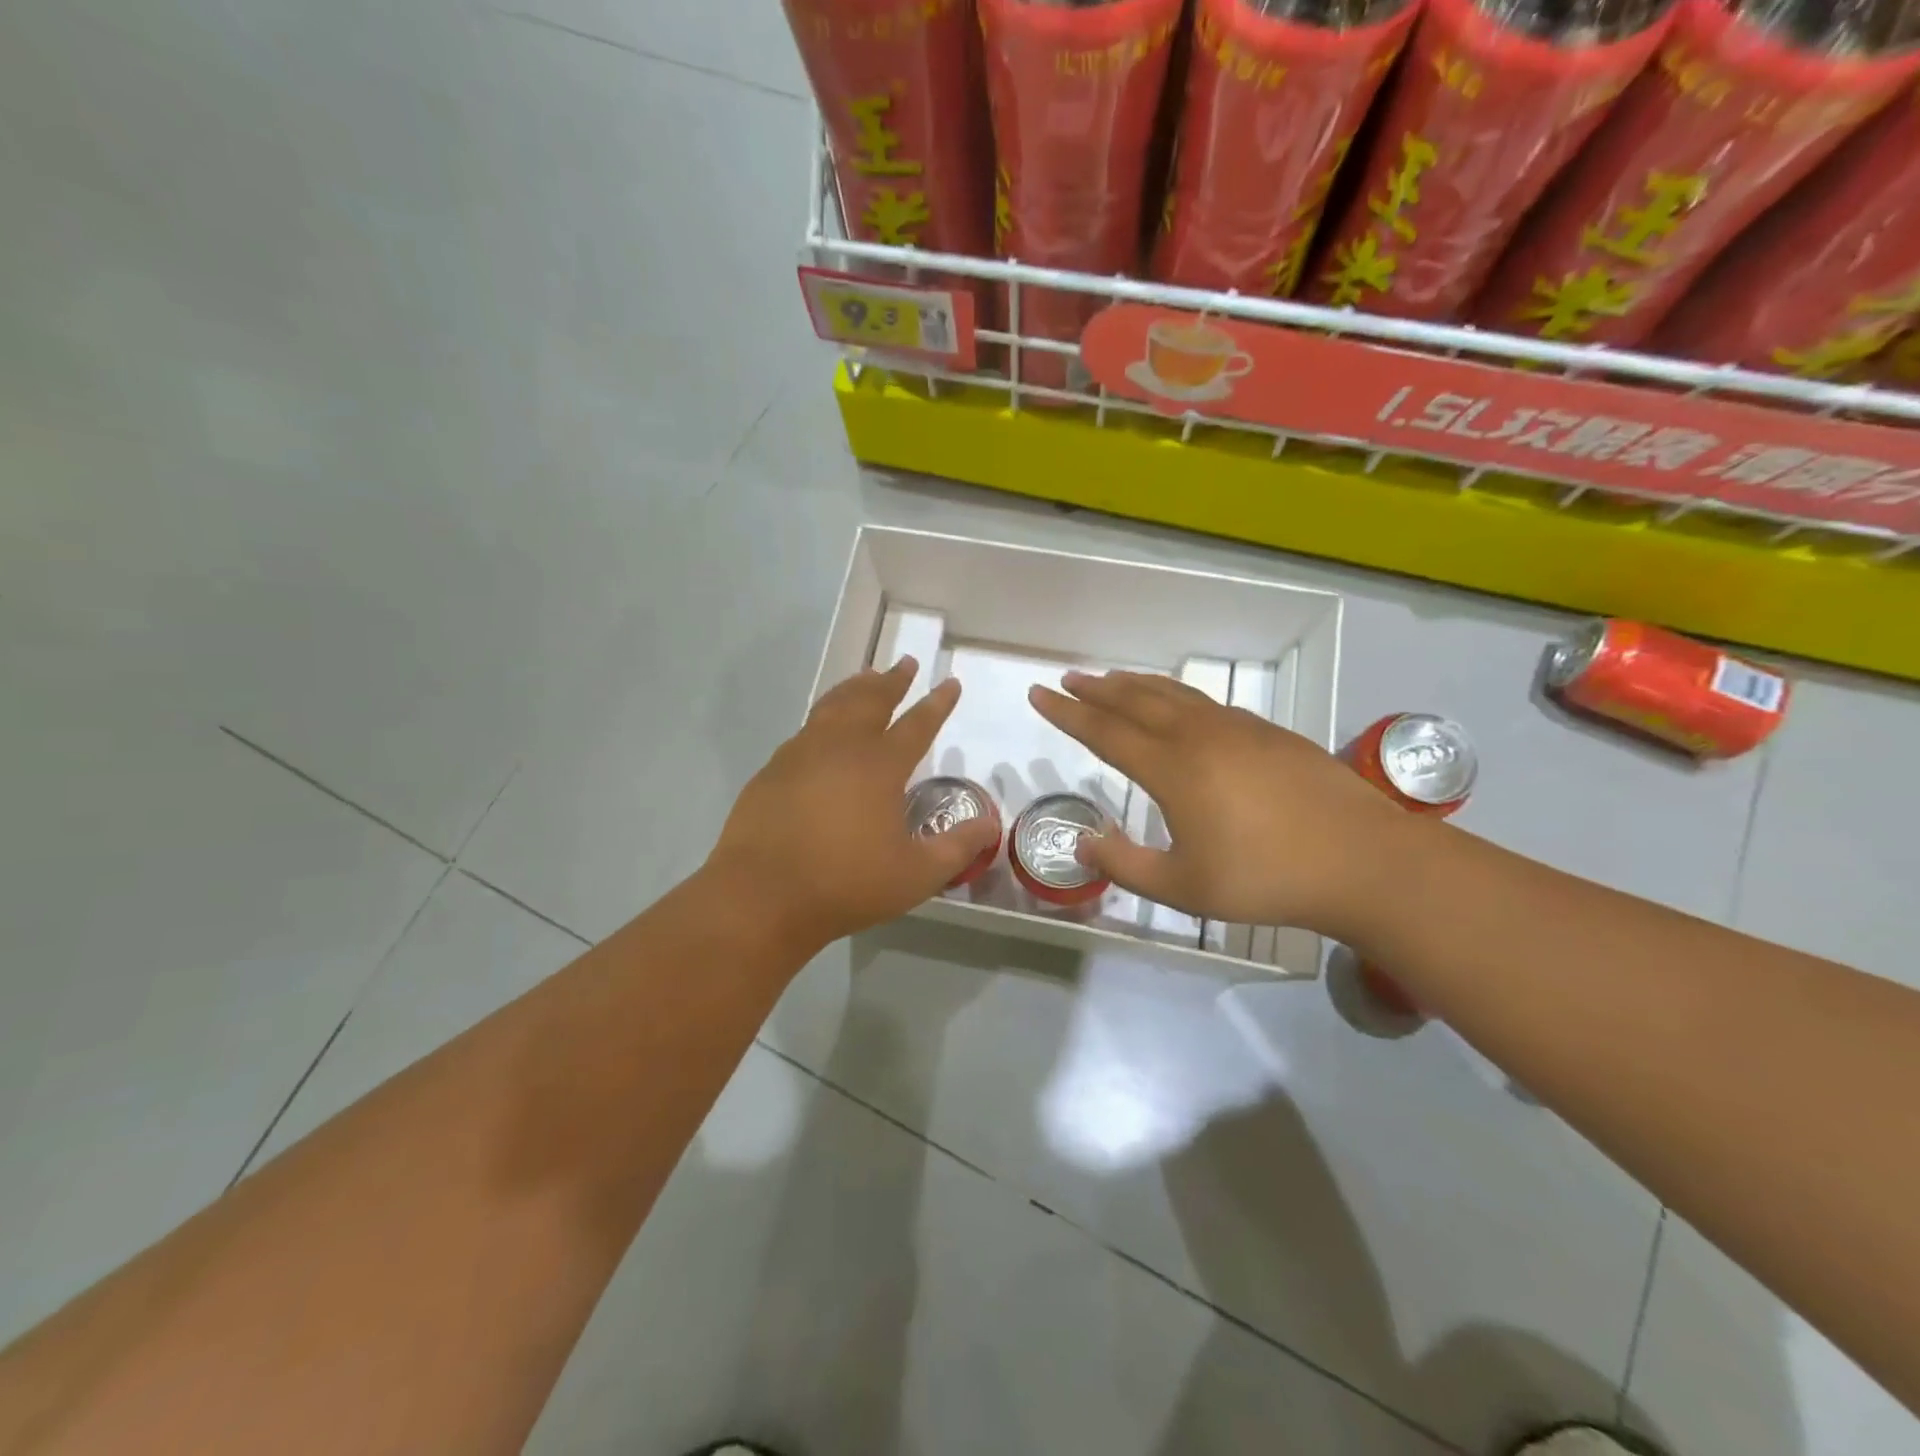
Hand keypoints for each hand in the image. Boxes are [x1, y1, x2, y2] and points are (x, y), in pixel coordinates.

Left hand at [709, 658, 999, 948]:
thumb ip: (958, 847)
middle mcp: (842, 747)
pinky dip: (823, 715)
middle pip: (871, 701)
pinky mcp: (773, 770)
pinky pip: (806, 729)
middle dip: (892, 681)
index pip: (917, 724)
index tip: (949, 683)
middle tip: (905, 663)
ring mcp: (801, 754)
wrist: (761, 895)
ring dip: (855, 688)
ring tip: (866, 677)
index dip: (937, 704)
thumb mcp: (916, 875)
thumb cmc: (846, 884)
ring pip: (833, 706)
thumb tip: (991, 824)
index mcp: (880, 766)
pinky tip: (822, 726)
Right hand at [1029, 670, 1409, 934]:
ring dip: (1136, 685)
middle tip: (1069, 678)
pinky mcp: (1269, 733)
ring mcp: (1238, 729)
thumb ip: (1126, 866)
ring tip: (1112, 679)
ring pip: (1174, 695)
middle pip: (1136, 701)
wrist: (1363, 860)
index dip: (1067, 713)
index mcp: (1172, 769)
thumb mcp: (1183, 888)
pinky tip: (1179, 705)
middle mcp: (1199, 736)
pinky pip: (1207, 703)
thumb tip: (1083, 845)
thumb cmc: (1266, 878)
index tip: (1039, 694)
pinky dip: (1177, 697)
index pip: (1105, 731)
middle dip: (1097, 689)